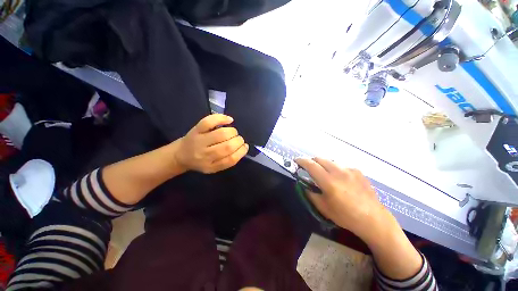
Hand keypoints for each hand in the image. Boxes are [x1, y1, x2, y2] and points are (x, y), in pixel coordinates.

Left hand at [173, 114, 248, 173]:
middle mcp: (204, 154)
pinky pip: (209, 122)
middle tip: (239, 139)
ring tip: (233, 133)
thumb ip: (228, 161)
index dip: (241, 151)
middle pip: (227, 146)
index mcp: (210, 166)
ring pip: (221, 134)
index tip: (245, 147)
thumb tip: (243, 147)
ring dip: (233, 132)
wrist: (180, 155)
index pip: (231, 159)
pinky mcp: (196, 129)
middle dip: (238, 141)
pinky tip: (229, 120)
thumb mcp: (214, 168)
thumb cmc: (200, 162)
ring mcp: (200, 140)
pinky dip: (222, 118)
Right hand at [295, 158, 389, 239]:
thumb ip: (311, 194)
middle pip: (320, 159)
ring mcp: (350, 170)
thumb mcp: (323, 208)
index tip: (296, 161)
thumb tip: (306, 185)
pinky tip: (341, 180)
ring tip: (326, 175)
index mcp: (329, 181)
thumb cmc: (346, 216)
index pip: (311, 165)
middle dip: (312, 162)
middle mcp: (339, 172)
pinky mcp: (358, 171)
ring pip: (330, 161)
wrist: (373, 219)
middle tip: (310, 169)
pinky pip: (341, 166)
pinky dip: (336, 169)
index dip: (301, 161)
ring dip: (324, 165)